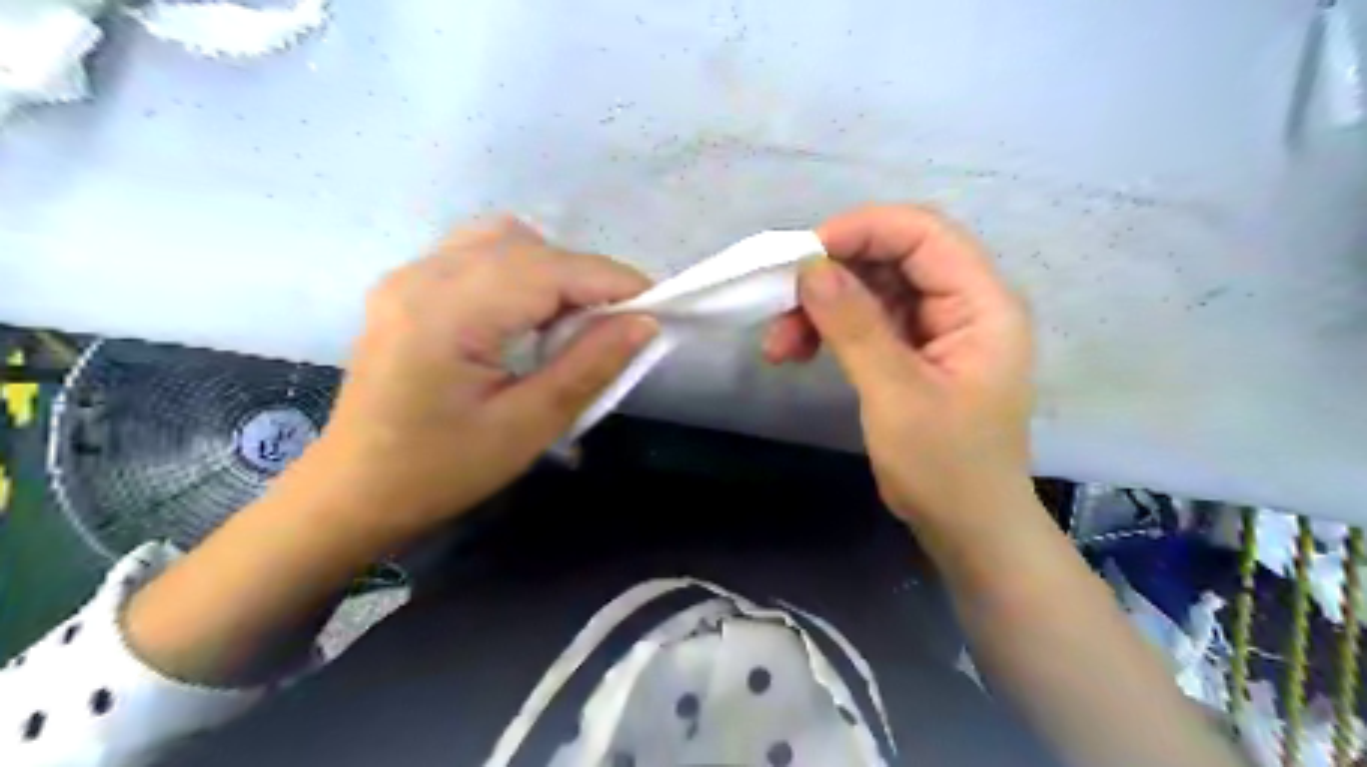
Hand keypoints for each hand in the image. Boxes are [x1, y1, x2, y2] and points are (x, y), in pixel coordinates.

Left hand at [315, 215, 656, 545]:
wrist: (353, 491)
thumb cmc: (441, 470)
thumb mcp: (527, 427)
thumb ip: (588, 366)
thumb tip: (644, 323)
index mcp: (448, 313)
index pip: (549, 269)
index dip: (612, 280)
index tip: (657, 305)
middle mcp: (424, 276)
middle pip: (528, 247)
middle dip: (585, 278)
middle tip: (616, 325)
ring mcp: (409, 276)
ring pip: (503, 240)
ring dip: (552, 270)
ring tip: (571, 320)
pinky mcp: (407, 286)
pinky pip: (478, 254)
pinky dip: (519, 271)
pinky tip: (527, 315)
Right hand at [764, 204, 1030, 523]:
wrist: (967, 527)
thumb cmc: (945, 467)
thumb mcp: (896, 395)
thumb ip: (855, 326)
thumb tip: (810, 268)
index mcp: (983, 304)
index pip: (924, 234)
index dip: (862, 230)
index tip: (802, 255)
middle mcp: (964, 304)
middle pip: (893, 257)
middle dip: (832, 275)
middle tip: (779, 303)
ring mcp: (938, 327)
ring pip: (872, 289)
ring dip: (822, 307)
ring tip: (778, 345)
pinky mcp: (914, 351)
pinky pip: (868, 320)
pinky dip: (830, 330)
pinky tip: (798, 351)